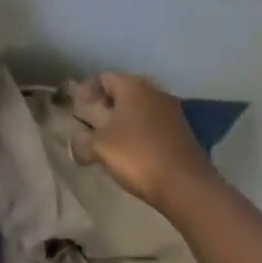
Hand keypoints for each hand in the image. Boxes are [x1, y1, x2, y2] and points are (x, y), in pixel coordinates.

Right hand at [70, 72, 216, 208]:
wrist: (188, 186)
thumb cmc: (138, 156)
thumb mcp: (101, 148)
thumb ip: (82, 142)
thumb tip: (74, 144)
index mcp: (133, 87)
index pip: (104, 77)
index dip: (87, 89)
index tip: (77, 107)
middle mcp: (154, 92)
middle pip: (123, 90)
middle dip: (106, 104)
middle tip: (92, 122)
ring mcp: (172, 111)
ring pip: (140, 107)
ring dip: (124, 119)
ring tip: (111, 139)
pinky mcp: (183, 131)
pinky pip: (154, 123)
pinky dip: (141, 131)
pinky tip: (134, 151)